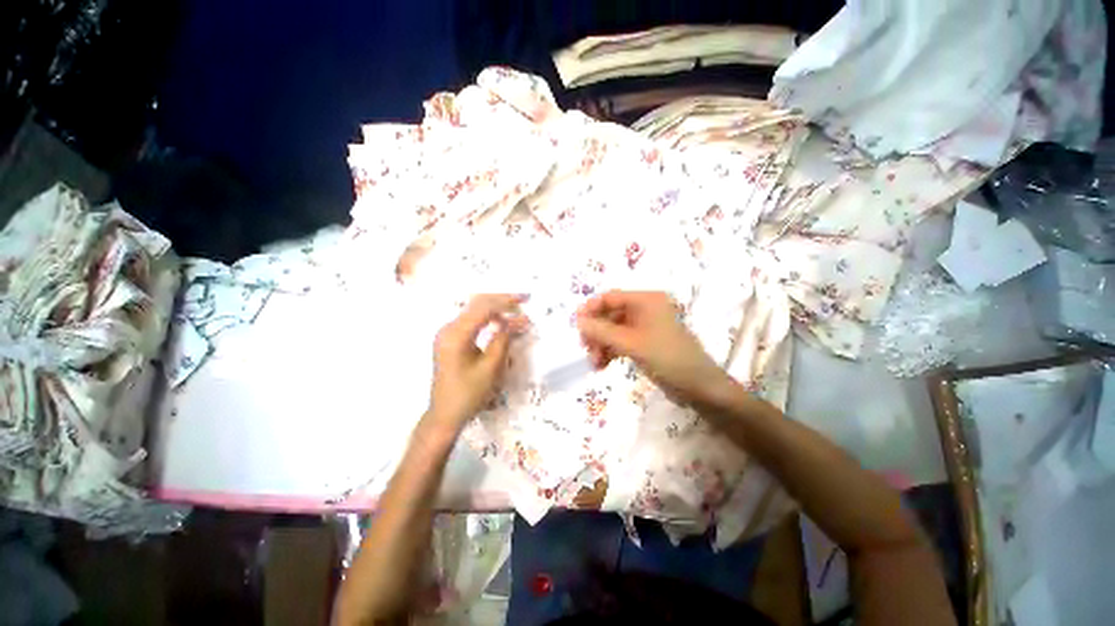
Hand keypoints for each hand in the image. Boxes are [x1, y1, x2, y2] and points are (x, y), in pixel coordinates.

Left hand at [428, 294, 528, 433]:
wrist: (445, 415)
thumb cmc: (469, 394)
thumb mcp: (491, 367)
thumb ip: (504, 339)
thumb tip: (520, 320)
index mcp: (456, 335)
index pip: (483, 308)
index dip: (506, 301)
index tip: (525, 299)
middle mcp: (448, 328)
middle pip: (477, 304)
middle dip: (501, 301)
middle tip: (522, 302)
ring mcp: (447, 333)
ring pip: (474, 311)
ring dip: (495, 310)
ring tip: (516, 315)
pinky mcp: (450, 339)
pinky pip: (471, 321)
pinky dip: (487, 319)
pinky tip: (500, 324)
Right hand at [576, 290, 731, 408]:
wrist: (699, 387)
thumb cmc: (667, 358)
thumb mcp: (631, 343)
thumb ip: (602, 331)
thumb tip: (578, 321)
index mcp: (646, 300)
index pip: (611, 297)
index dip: (591, 309)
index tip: (576, 325)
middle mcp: (646, 309)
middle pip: (611, 314)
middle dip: (597, 332)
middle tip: (586, 348)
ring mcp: (646, 326)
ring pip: (614, 329)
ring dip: (602, 344)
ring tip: (595, 363)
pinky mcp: (646, 342)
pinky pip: (622, 341)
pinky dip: (611, 351)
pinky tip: (602, 365)